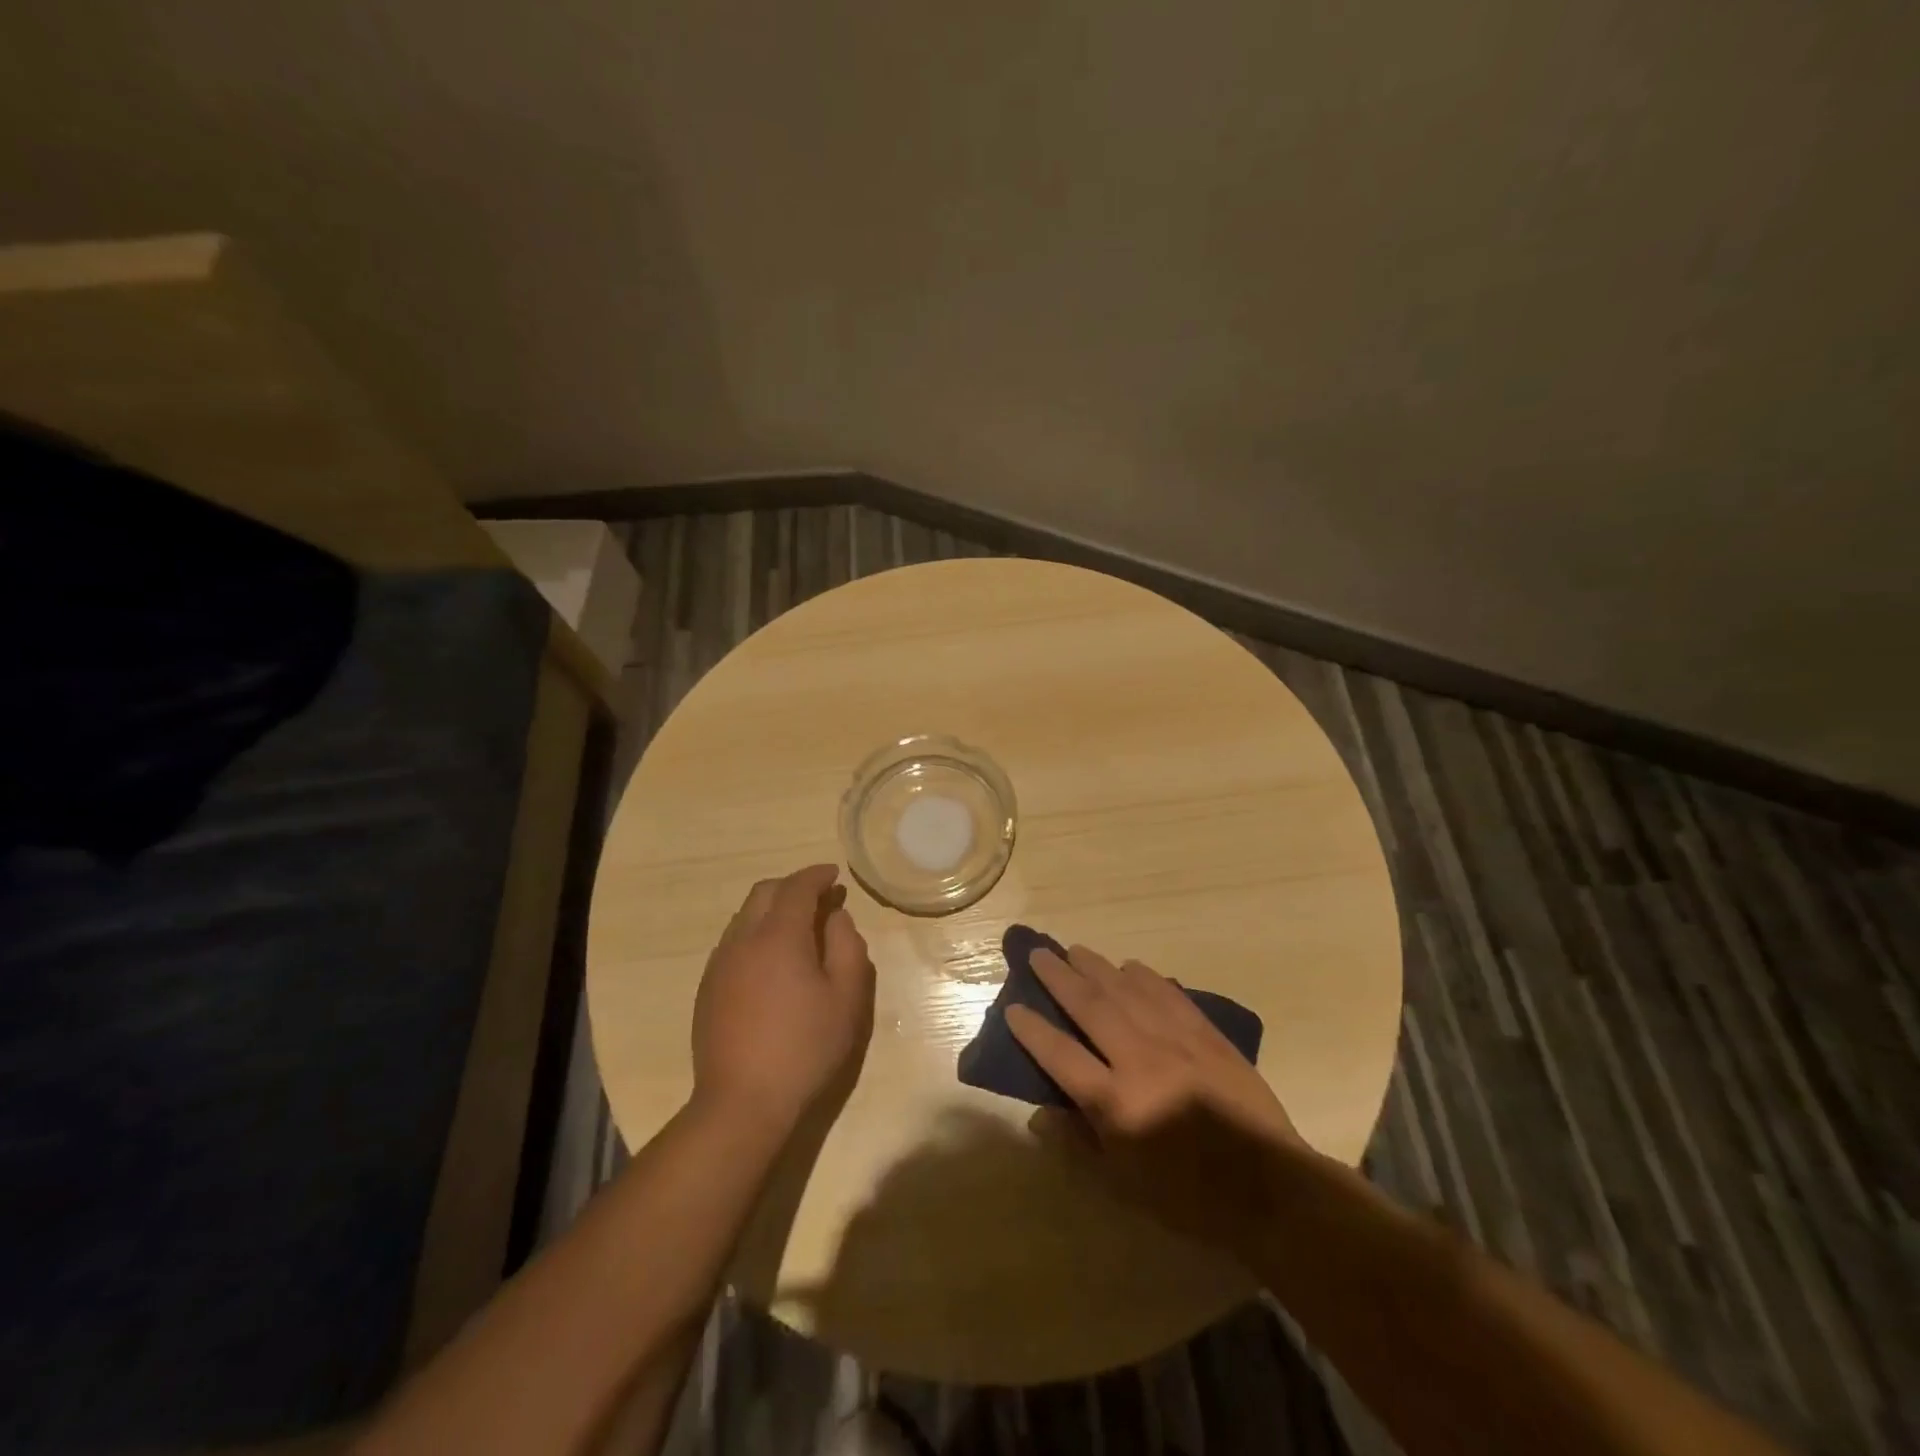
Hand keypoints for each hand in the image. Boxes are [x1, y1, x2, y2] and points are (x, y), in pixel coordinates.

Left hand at [691, 864, 874, 1133]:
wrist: (742, 1101)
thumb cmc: (805, 1047)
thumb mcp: (847, 997)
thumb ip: (847, 946)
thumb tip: (836, 917)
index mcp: (779, 935)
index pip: (797, 887)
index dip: (817, 875)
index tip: (834, 875)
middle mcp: (743, 939)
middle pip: (764, 893)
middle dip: (792, 886)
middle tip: (820, 898)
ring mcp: (720, 964)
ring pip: (744, 916)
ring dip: (772, 909)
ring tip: (798, 928)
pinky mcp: (708, 988)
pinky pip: (733, 942)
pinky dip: (756, 933)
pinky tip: (771, 961)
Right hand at [1007, 944, 1304, 1257]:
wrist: (1270, 1188)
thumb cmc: (1189, 1196)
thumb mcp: (1124, 1185)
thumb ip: (1078, 1145)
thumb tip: (1039, 1113)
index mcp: (1116, 1102)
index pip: (1061, 1055)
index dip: (1033, 1030)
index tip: (1013, 1008)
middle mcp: (1140, 1060)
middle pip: (1091, 1007)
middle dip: (1060, 978)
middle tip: (1039, 954)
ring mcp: (1177, 1042)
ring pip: (1127, 991)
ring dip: (1097, 967)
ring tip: (1075, 950)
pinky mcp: (1207, 1036)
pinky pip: (1169, 995)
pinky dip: (1146, 977)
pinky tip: (1131, 966)